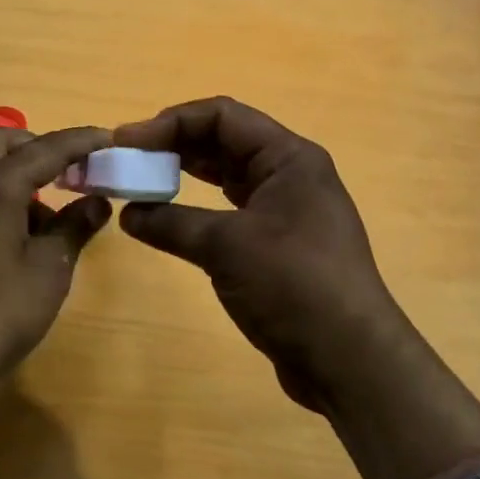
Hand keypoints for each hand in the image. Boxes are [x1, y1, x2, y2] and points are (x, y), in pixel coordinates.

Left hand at [0, 125, 112, 397]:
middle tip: (68, 170)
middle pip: (1, 142)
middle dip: (37, 146)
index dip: (80, 141)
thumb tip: (96, 202)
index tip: (108, 137)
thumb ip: (74, 227)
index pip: (46, 148)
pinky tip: (15, 238)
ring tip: (47, 218)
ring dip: (14, 173)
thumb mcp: (49, 270)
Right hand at [113, 97, 394, 415]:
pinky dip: (196, 208)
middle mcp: (289, 174)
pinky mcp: (277, 243)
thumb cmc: (294, 285)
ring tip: (140, 181)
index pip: (222, 116)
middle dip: (173, 145)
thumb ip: (171, 223)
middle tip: (128, 160)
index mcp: (289, 158)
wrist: (351, 362)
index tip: (127, 141)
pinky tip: (167, 217)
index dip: (171, 122)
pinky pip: (229, 209)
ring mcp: (285, 209)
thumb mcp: (226, 247)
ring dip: (183, 174)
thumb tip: (128, 214)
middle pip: (223, 141)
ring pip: (225, 175)